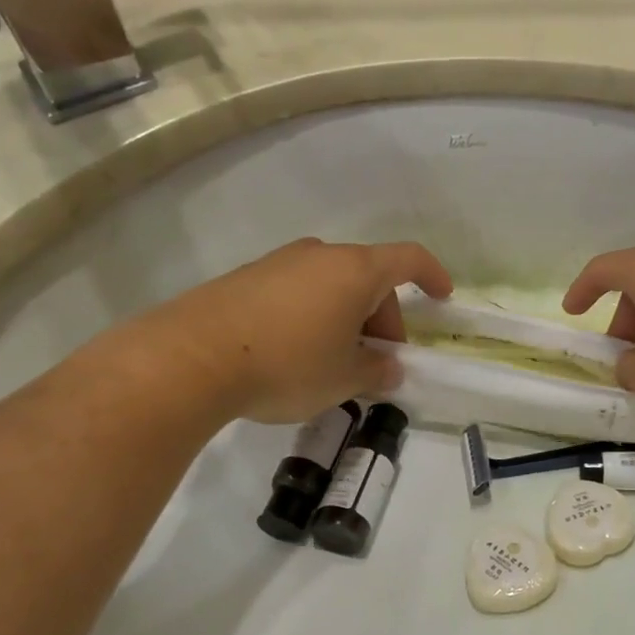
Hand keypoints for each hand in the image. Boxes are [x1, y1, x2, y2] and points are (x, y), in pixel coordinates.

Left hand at [153, 238, 452, 421]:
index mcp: (355, 271)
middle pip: (369, 278)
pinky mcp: (246, 279)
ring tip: (334, 364)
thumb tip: (387, 368)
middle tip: (375, 363)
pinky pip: (297, 292)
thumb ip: (376, 372)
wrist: (191, 358)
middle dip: (382, 319)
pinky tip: (295, 355)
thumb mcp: (343, 379)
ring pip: (331, 286)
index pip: (408, 259)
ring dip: (346, 319)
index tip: (443, 297)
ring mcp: (279, 263)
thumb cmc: (287, 364)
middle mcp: (320, 255)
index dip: (432, 275)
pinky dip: (312, 316)